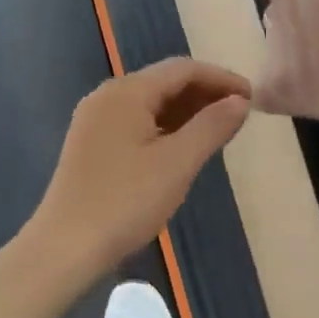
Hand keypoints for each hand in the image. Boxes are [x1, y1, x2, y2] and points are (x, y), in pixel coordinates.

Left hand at [30, 58, 251, 281]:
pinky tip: (182, 148)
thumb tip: (240, 101)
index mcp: (127, 92)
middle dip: (205, 94)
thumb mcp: (177, 163)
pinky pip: (136, 122)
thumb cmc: (125, 201)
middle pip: (165, 82)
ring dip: (186, 112)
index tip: (253, 98)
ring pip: (150, 103)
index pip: (183, 70)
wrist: (65, 247)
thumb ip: (212, 126)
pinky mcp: (91, 144)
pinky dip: (165, 128)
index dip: (221, 79)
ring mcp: (95, 120)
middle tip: (240, 116)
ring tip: (218, 132)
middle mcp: (107, 96)